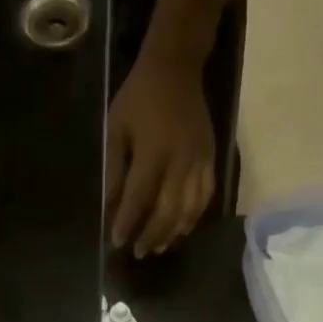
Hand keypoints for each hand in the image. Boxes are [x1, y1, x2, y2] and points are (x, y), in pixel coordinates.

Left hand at [106, 55, 216, 256]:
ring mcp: (200, 161)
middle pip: (168, 210)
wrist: (176, 68)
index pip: (139, 198)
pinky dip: (194, 217)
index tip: (117, 242)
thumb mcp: (115, 130)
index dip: (128, 223)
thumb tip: (110, 206)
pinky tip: (182, 229)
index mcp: (153, 152)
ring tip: (158, 247)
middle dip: (152, 234)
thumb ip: (114, 170)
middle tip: (139, 253)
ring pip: (190, 208)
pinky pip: (206, 196)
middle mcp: (180, 161)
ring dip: (173, 232)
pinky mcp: (212, 158)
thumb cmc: (138, 98)